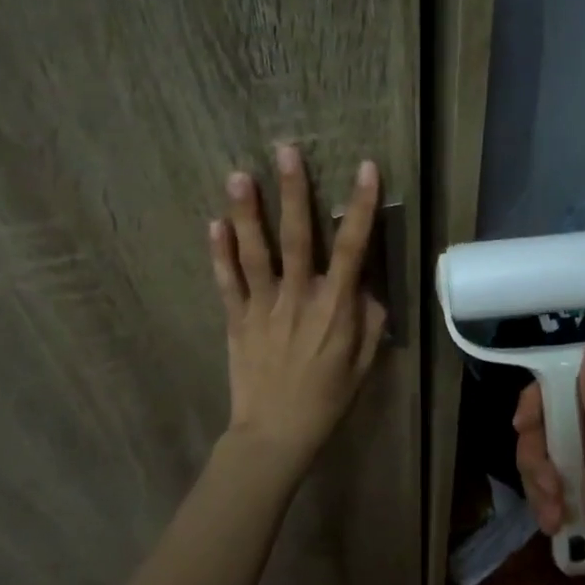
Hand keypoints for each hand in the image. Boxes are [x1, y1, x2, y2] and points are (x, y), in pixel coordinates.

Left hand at [209, 145, 386, 480]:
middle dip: (293, 191)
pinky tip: (214, 223)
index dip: (360, 206)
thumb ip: (370, 319)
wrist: (276, 434)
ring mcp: (263, 306)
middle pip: (297, 236)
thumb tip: (367, 285)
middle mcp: (299, 297)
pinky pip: (227, 280)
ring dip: (247, 212)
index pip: (352, 247)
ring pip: (255, 251)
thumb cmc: (328, 399)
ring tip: (238, 175)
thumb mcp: (364, 363)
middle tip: (285, 150)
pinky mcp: (236, 319)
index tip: (364, 168)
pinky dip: (219, 252)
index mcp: (335, 307)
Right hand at [514, 338, 584, 584]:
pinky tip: (556, 525)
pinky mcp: (581, 498)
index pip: (561, 392)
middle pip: (546, 428)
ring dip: (541, 487)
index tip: (524, 427)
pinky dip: (547, 505)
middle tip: (548, 484)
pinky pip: (548, 487)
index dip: (537, 408)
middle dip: (538, 458)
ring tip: (555, 514)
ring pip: (543, 459)